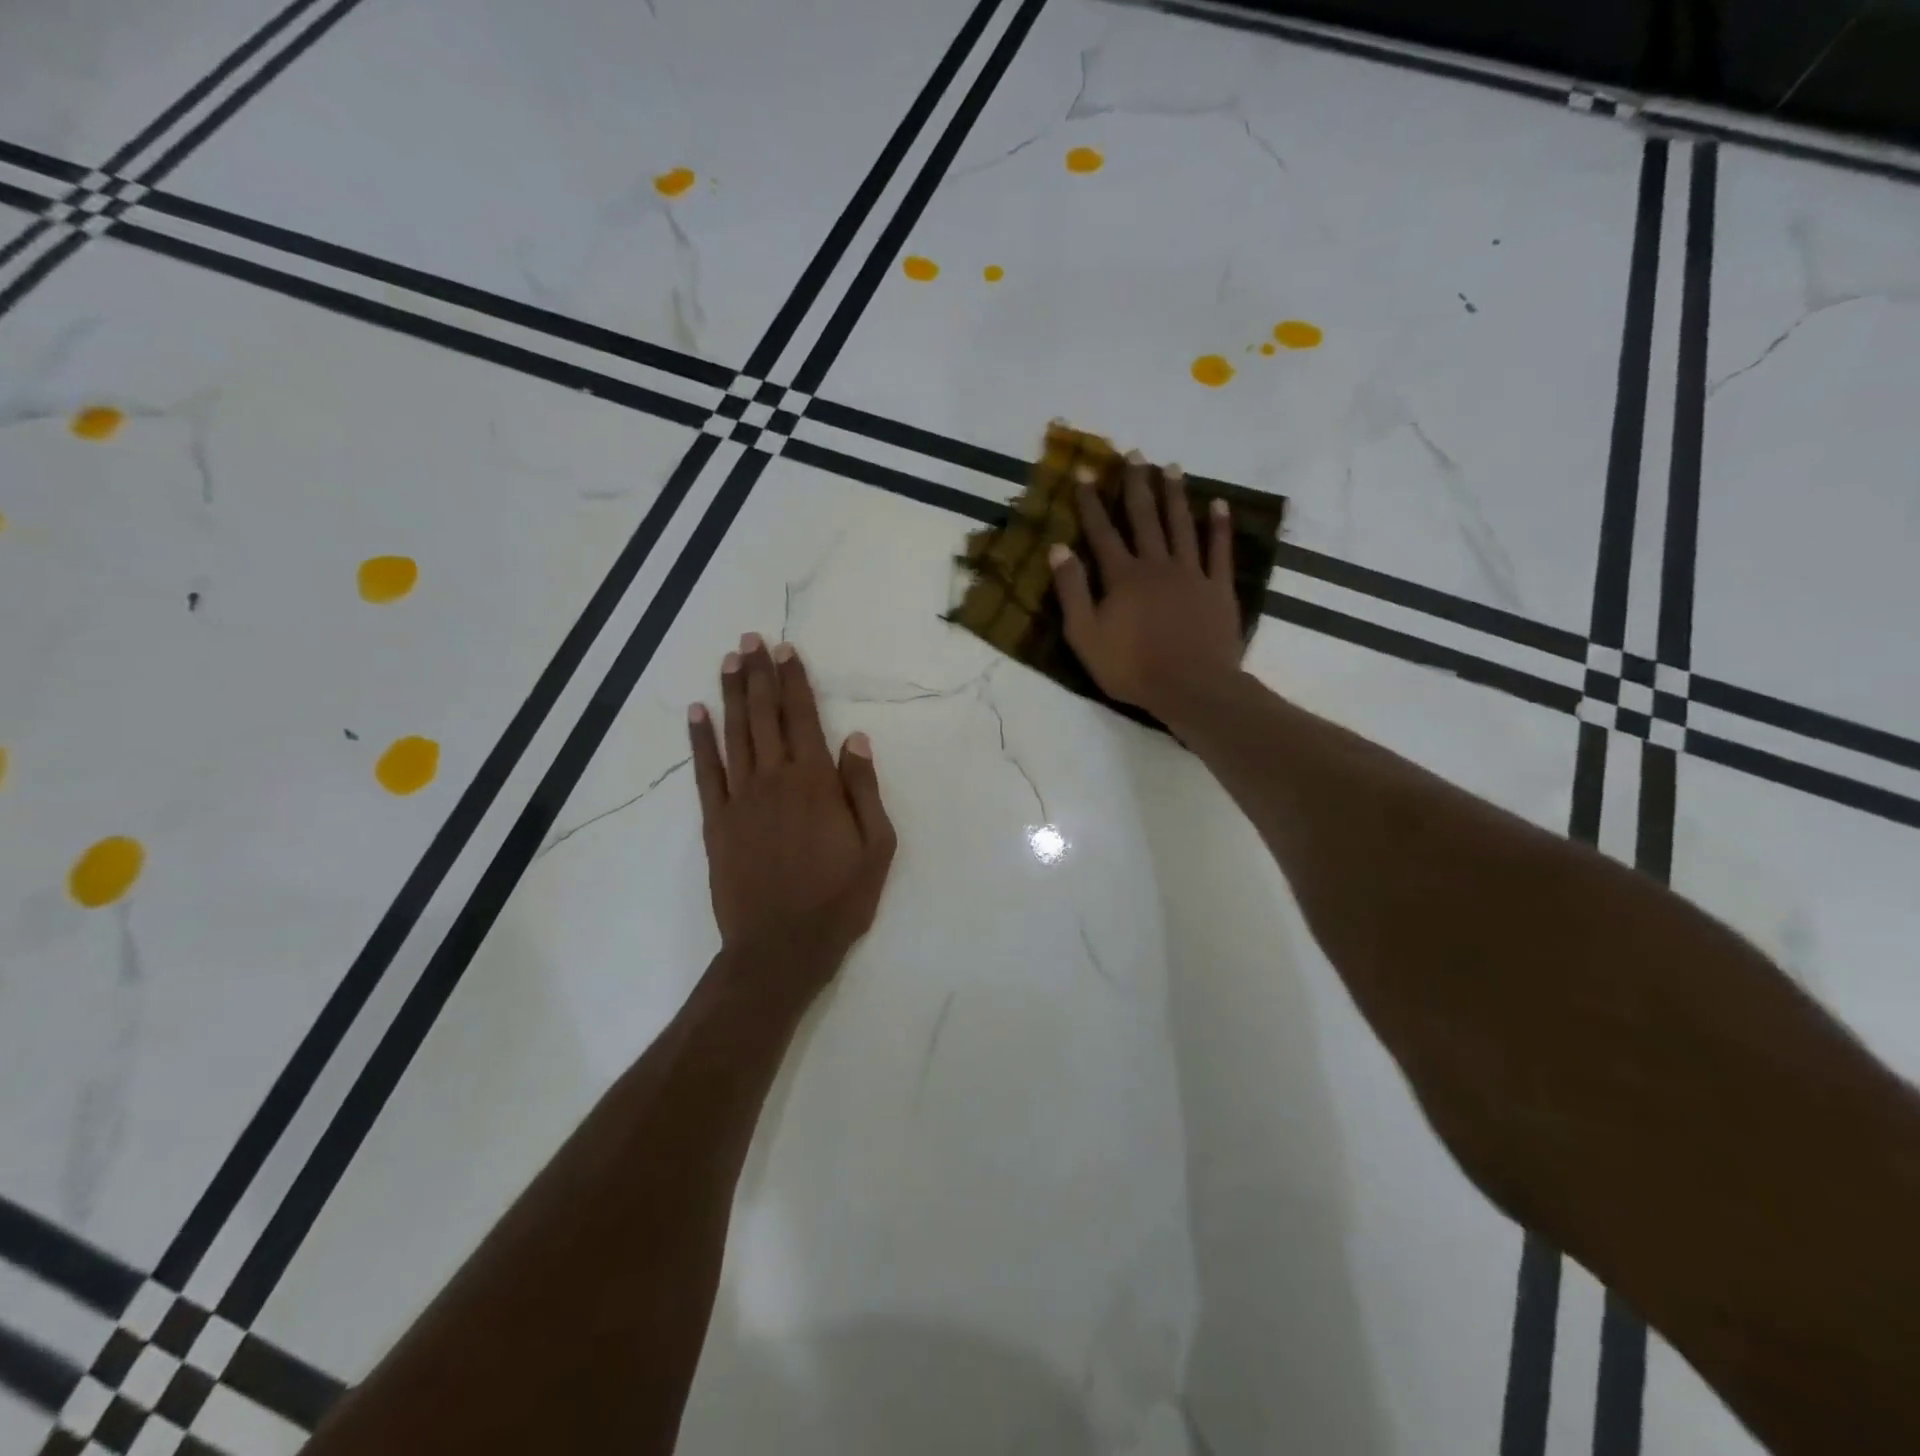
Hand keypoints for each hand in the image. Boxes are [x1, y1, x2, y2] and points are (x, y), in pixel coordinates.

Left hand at [689, 634, 896, 988]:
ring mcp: (740, 799)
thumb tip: (855, 738)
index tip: (786, 650)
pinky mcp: (716, 821)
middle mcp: (774, 779)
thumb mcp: (876, 848)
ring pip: (735, 734)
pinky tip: (697, 712)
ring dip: (732, 694)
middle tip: (752, 640)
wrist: (780, 948)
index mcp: (815, 783)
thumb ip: (864, 789)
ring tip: (730, 661)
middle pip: (765, 716)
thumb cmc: (838, 900)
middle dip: (760, 675)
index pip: (803, 718)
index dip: (795, 681)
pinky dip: (700, 740)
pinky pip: (705, 771)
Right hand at [1050, 452, 1246, 719]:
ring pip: (1182, 526)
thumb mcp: (1085, 636)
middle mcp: (1156, 565)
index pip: (1102, 532)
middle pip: (1145, 518)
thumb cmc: (1132, 668)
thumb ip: (1072, 592)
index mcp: (1122, 577)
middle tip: (1134, 454)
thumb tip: (1058, 549)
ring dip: (1175, 495)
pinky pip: (1219, 550)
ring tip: (1171, 467)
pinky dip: (1219, 526)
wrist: (1191, 688)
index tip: (1084, 471)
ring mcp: (1191, 574)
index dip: (1091, 502)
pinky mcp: (1218, 588)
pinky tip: (1219, 504)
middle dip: (1136, 485)